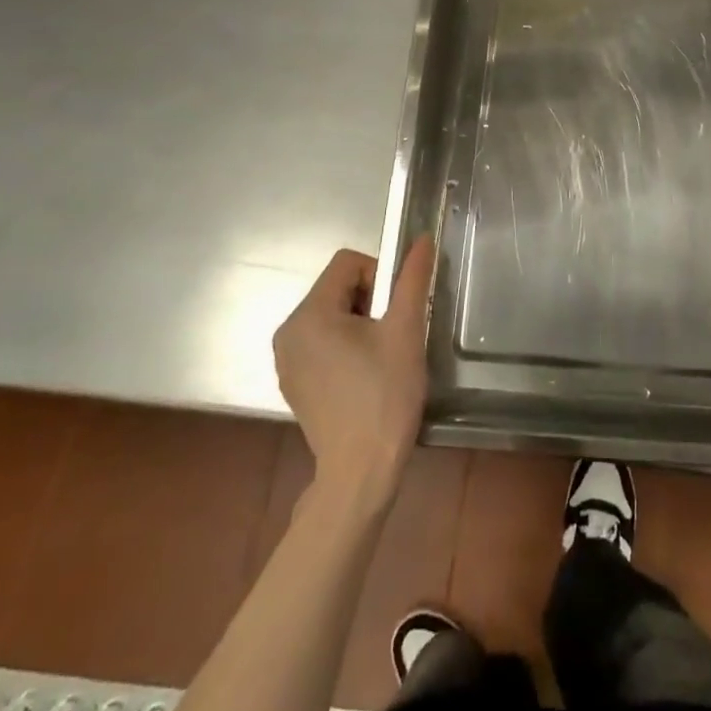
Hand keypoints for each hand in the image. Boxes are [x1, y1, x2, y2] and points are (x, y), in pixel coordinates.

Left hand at [273, 239, 434, 502]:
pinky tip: (364, 377)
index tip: (396, 310)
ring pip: (331, 315)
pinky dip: (345, 346)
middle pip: (337, 287)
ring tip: (381, 358)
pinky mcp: (294, 382)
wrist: (361, 471)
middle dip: (370, 301)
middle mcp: (288, 331)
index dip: (380, 274)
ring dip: (360, 323)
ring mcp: (287, 360)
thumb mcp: (406, 331)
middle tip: (392, 336)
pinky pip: (321, 342)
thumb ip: (412, 280)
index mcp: (309, 314)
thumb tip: (423, 239)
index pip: (347, 263)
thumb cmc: (384, 395)